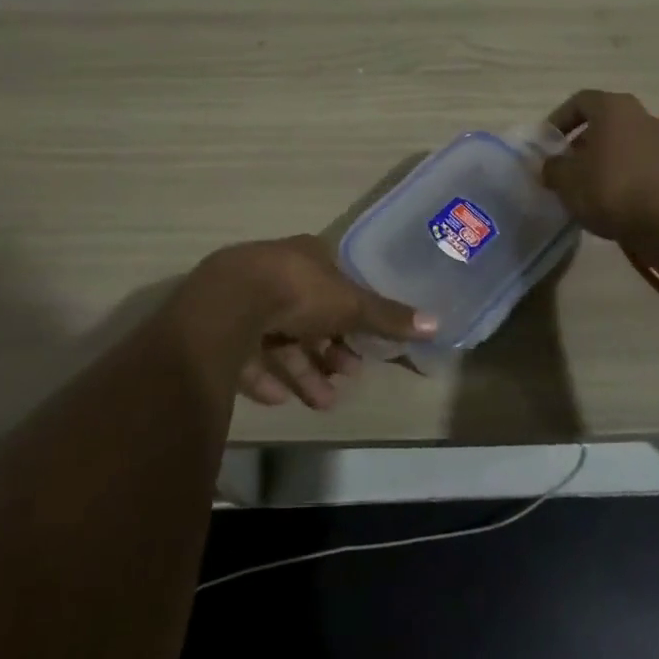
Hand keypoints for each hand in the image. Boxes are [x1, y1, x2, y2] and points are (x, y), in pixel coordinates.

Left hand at [181, 235, 433, 410]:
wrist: (229, 303)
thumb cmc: (298, 291)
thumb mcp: (350, 304)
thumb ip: (387, 317)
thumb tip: (437, 323)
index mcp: (306, 257)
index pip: (335, 284)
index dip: (352, 315)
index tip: (365, 345)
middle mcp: (275, 272)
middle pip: (308, 314)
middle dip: (330, 349)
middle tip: (347, 375)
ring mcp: (245, 298)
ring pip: (280, 337)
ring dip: (304, 370)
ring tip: (323, 401)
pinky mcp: (221, 326)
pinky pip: (248, 354)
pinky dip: (266, 376)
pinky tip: (279, 398)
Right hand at [541, 89, 658, 245]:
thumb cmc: (610, 188)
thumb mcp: (566, 179)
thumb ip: (552, 167)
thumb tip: (552, 166)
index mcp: (614, 107)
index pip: (580, 101)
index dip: (559, 119)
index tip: (547, 142)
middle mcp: (642, 115)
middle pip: (604, 121)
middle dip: (582, 140)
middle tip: (565, 163)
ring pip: (623, 142)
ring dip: (603, 157)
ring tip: (586, 183)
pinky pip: (640, 162)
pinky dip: (623, 172)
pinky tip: (611, 197)